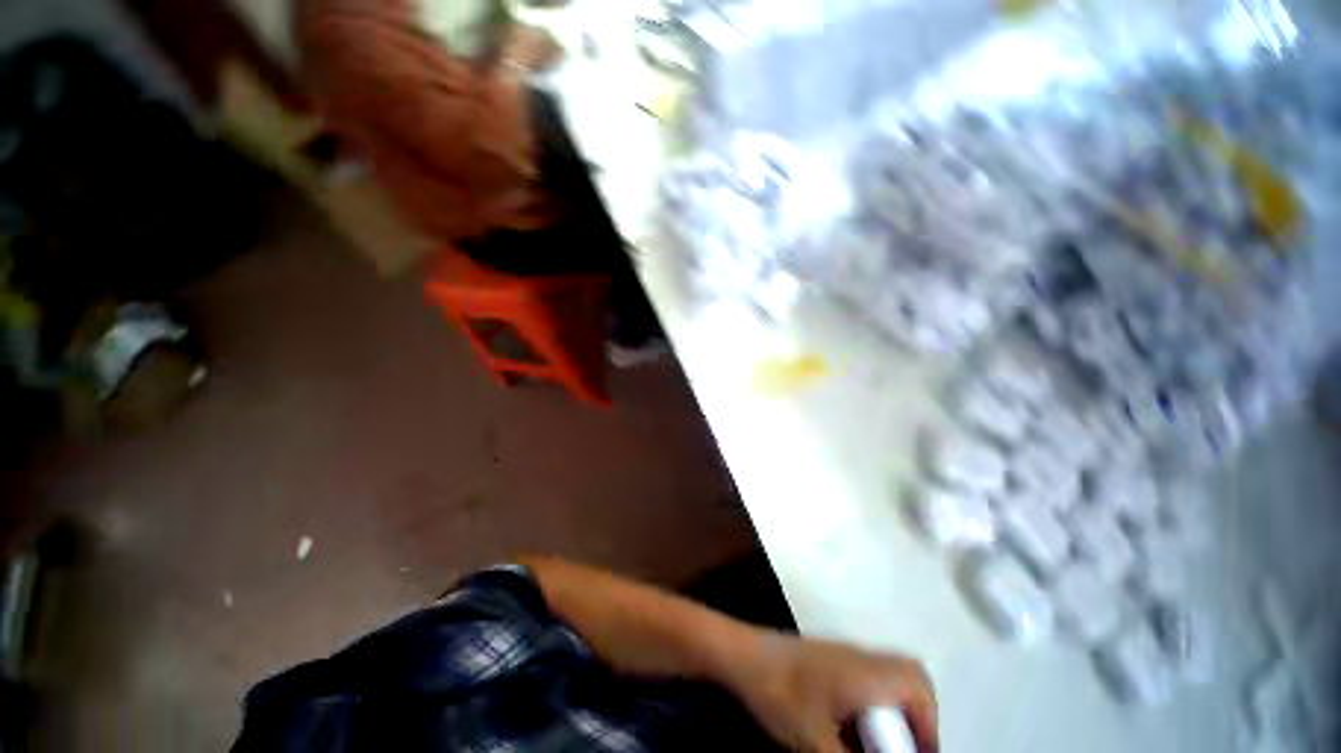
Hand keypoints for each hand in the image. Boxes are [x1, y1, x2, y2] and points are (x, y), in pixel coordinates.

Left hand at [725, 633, 937, 752]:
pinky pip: (867, 676)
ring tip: (878, 742)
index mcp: (867, 675)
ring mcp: (844, 654)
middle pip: (910, 675)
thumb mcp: (818, 743)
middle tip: (902, 747)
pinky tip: (852, 727)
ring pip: (889, 675)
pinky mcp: (829, 657)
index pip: (919, 690)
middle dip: (918, 716)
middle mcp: (862, 658)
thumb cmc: (781, 696)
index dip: (929, 728)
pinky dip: (873, 701)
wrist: (743, 656)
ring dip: (894, 709)